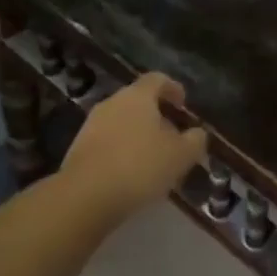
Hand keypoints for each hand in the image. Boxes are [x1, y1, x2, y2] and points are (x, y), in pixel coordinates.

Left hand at [60, 72, 207, 220]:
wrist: (85, 196)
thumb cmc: (140, 166)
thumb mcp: (180, 156)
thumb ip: (194, 141)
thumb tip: (197, 133)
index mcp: (137, 96)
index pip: (157, 79)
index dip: (173, 89)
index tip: (183, 106)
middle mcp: (112, 102)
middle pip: (138, 101)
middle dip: (157, 117)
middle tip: (173, 139)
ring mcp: (91, 124)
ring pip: (122, 122)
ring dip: (138, 136)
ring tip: (153, 161)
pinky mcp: (79, 148)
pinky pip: (108, 142)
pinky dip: (122, 151)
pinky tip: (131, 175)